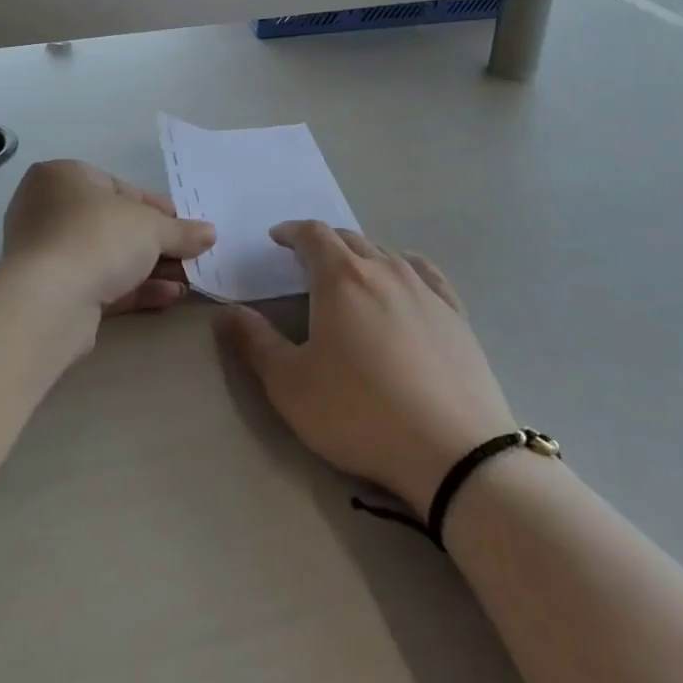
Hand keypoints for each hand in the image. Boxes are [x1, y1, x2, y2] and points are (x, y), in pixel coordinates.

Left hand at [3, 160, 216, 315]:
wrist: (50, 301)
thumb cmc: (98, 237)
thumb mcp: (152, 227)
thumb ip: (182, 231)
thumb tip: (210, 234)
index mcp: (62, 177)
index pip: (117, 187)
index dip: (155, 207)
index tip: (183, 224)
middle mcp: (47, 210)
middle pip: (114, 225)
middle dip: (155, 243)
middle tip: (189, 254)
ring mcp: (46, 254)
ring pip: (107, 257)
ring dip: (150, 269)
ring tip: (188, 281)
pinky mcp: (52, 293)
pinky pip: (99, 284)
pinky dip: (133, 289)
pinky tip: (170, 296)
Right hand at [218, 222, 516, 515]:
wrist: (454, 451)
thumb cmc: (360, 414)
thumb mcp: (290, 385)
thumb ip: (254, 343)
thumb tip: (226, 312)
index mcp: (341, 278)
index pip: (313, 234)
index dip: (291, 231)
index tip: (277, 238)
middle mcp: (384, 269)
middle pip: (349, 239)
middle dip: (324, 243)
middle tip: (306, 261)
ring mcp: (425, 289)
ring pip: (386, 253)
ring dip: (361, 254)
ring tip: (350, 273)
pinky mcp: (455, 313)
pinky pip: (425, 272)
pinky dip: (403, 266)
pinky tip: (404, 280)